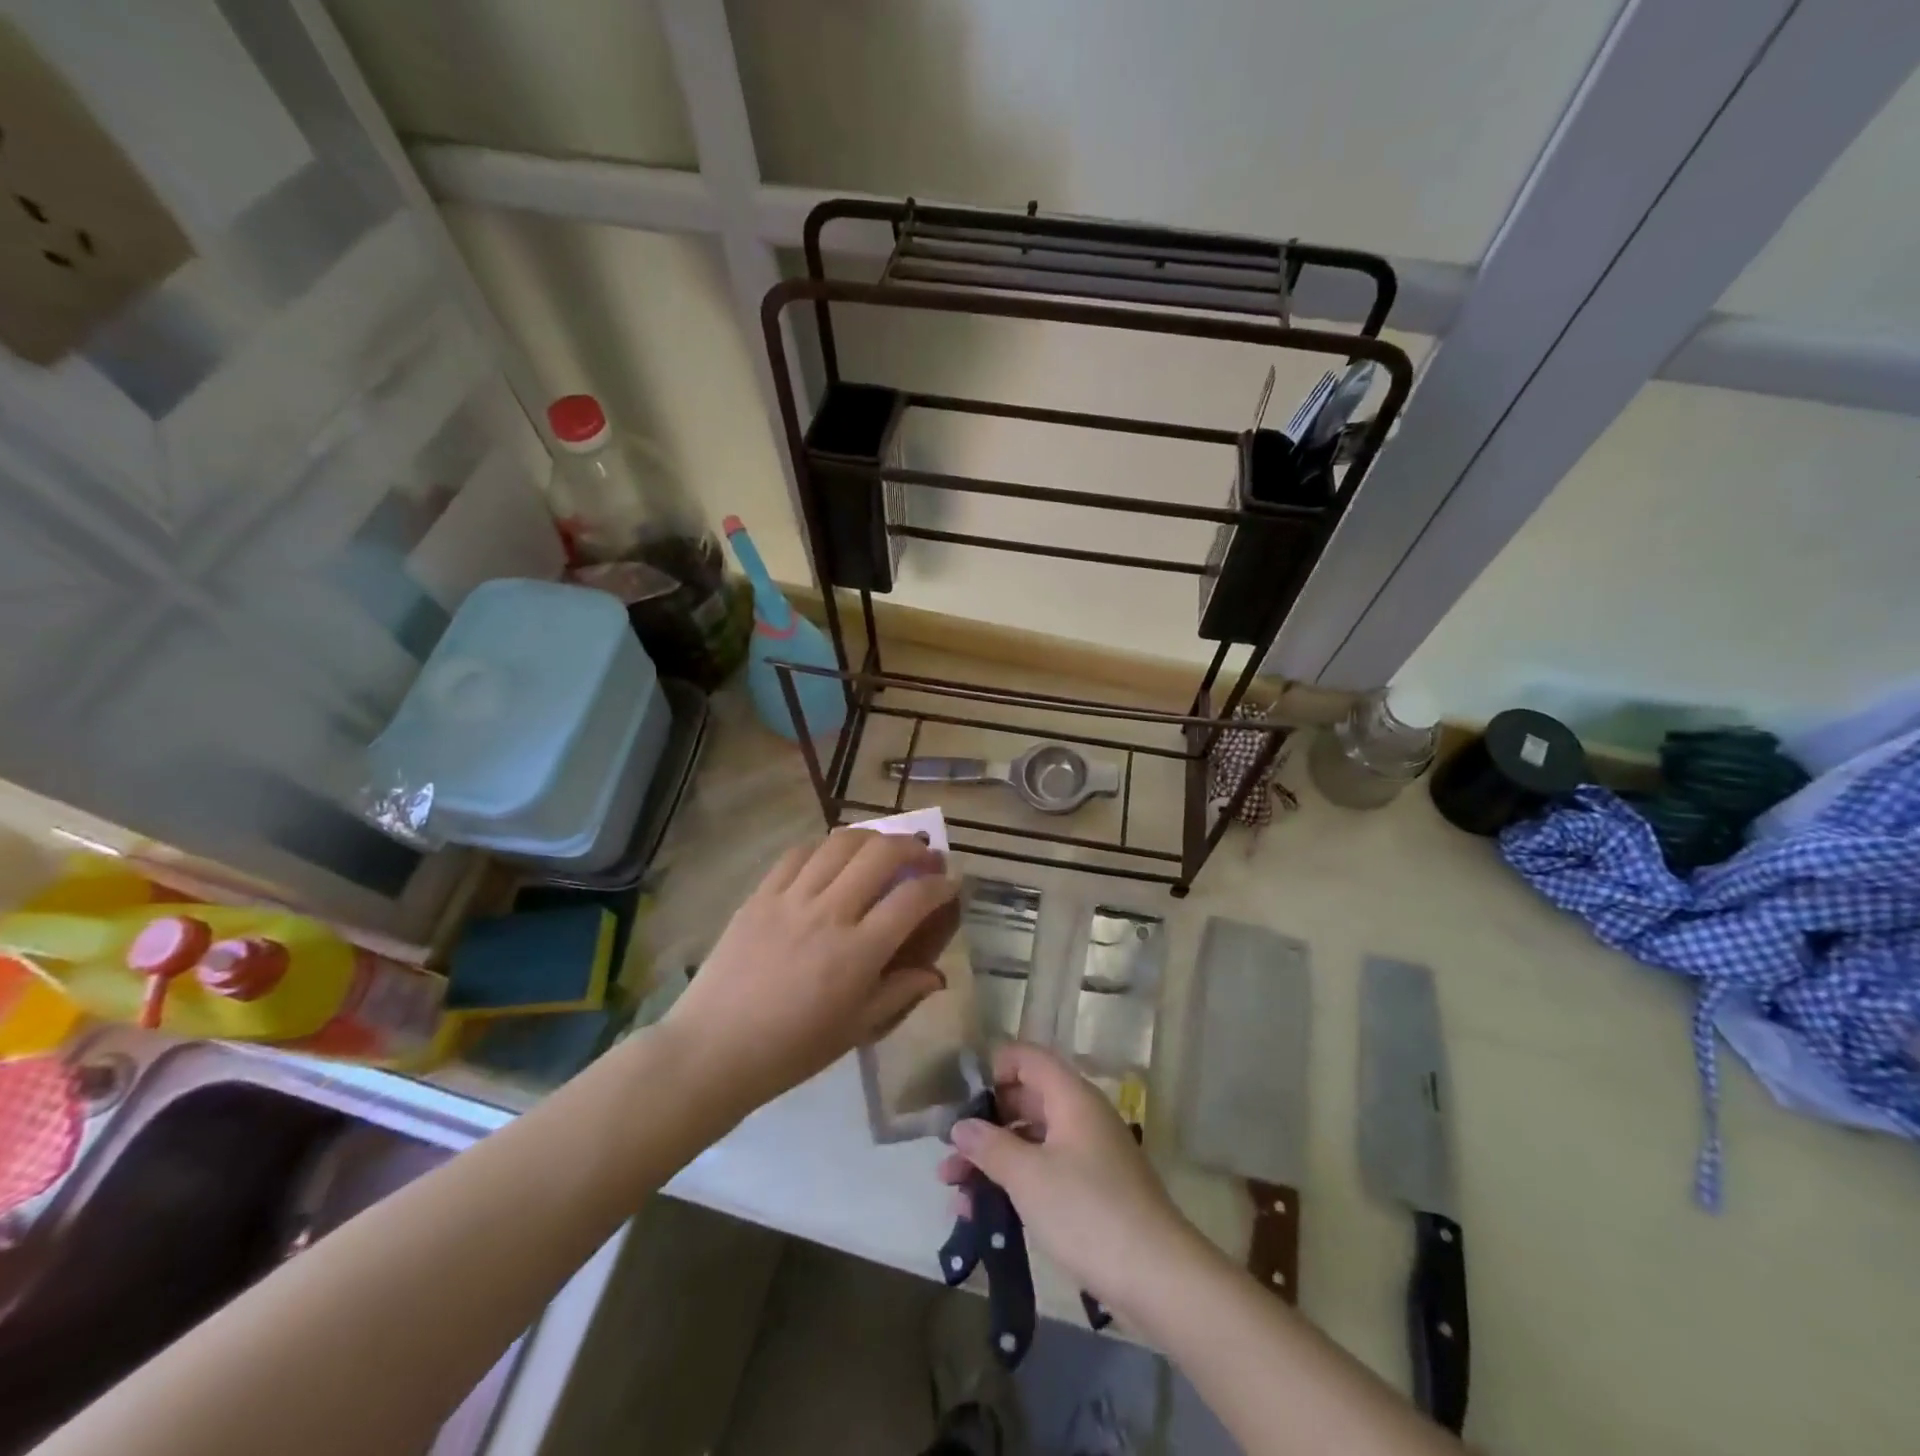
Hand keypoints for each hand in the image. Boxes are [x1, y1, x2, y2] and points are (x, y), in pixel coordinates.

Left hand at [664, 828, 959, 1116]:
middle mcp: (829, 914)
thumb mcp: (856, 1029)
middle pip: (880, 854)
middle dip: (912, 846)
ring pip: (840, 843)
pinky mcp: (760, 894)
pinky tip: (833, 857)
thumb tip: (937, 975)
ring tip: (883, 847)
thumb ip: (900, 993)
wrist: (713, 1049)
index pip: (912, 899)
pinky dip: (825, 847)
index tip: (950, 884)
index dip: (940, 885)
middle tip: (924, 855)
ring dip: (872, 837)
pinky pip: (798, 854)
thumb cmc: (792, 1050)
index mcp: (857, 953)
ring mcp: (790, 898)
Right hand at [939, 1043, 1201, 1317]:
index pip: (1028, 1058)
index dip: (994, 1068)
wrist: (1159, 1277)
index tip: (961, 1098)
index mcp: (1071, 1097)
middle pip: (1026, 1099)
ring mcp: (1089, 1154)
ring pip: (1033, 1140)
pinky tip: (982, 1214)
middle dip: (985, 1123)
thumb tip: (960, 1126)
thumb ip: (990, 1146)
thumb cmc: (1088, 1212)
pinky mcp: (1093, 1190)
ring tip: (953, 1189)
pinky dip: (1016, 1183)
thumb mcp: (1029, 1177)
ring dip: (994, 1158)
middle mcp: (1081, 1116)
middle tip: (948, 1151)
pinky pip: (1046, 1171)